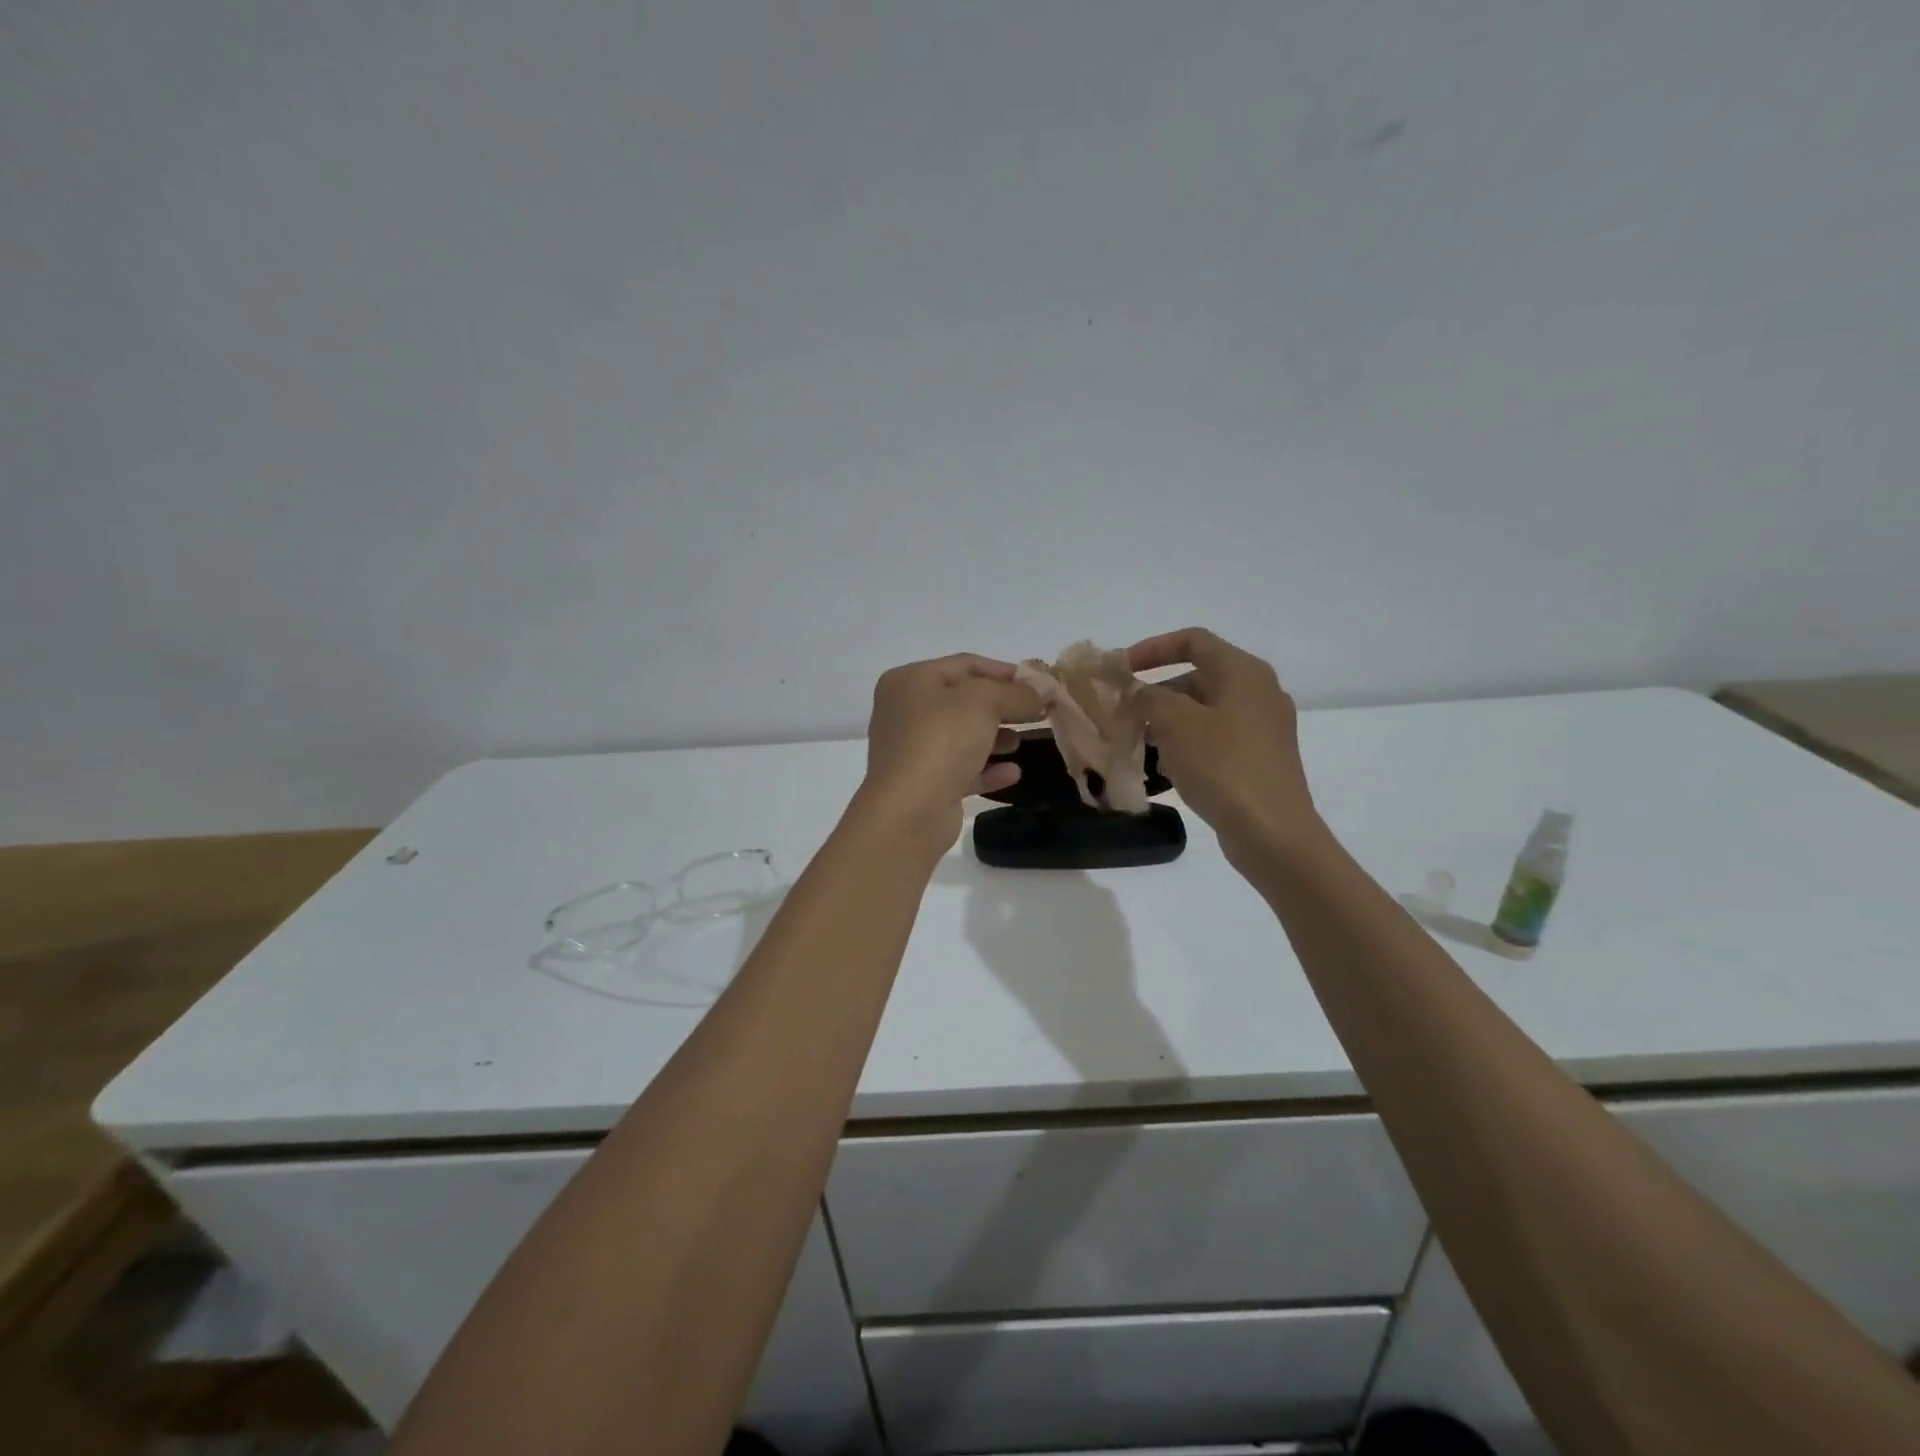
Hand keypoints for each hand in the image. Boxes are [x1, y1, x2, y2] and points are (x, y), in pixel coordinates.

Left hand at [857, 654, 1041, 857]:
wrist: (909, 811)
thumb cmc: (941, 741)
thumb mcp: (984, 703)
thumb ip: (1017, 693)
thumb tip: (1043, 690)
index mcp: (910, 681)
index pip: (965, 664)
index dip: (1005, 671)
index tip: (1040, 684)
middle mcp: (905, 711)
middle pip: (963, 700)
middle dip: (1003, 706)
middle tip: (1039, 713)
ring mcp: (912, 750)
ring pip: (962, 736)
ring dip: (995, 737)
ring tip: (1021, 742)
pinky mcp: (924, 784)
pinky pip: (961, 769)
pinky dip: (986, 768)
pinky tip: (1013, 773)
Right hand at [1127, 628, 1320, 864]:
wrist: (1272, 832)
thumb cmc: (1223, 766)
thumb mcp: (1175, 724)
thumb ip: (1148, 698)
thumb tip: (1137, 692)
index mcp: (1243, 672)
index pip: (1193, 641)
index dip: (1152, 648)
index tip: (1121, 669)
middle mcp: (1258, 692)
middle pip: (1198, 677)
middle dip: (1156, 692)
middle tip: (1124, 713)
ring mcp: (1263, 728)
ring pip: (1204, 711)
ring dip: (1168, 722)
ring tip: (1139, 743)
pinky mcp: (1260, 759)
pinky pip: (1216, 739)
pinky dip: (1188, 744)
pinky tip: (1167, 769)